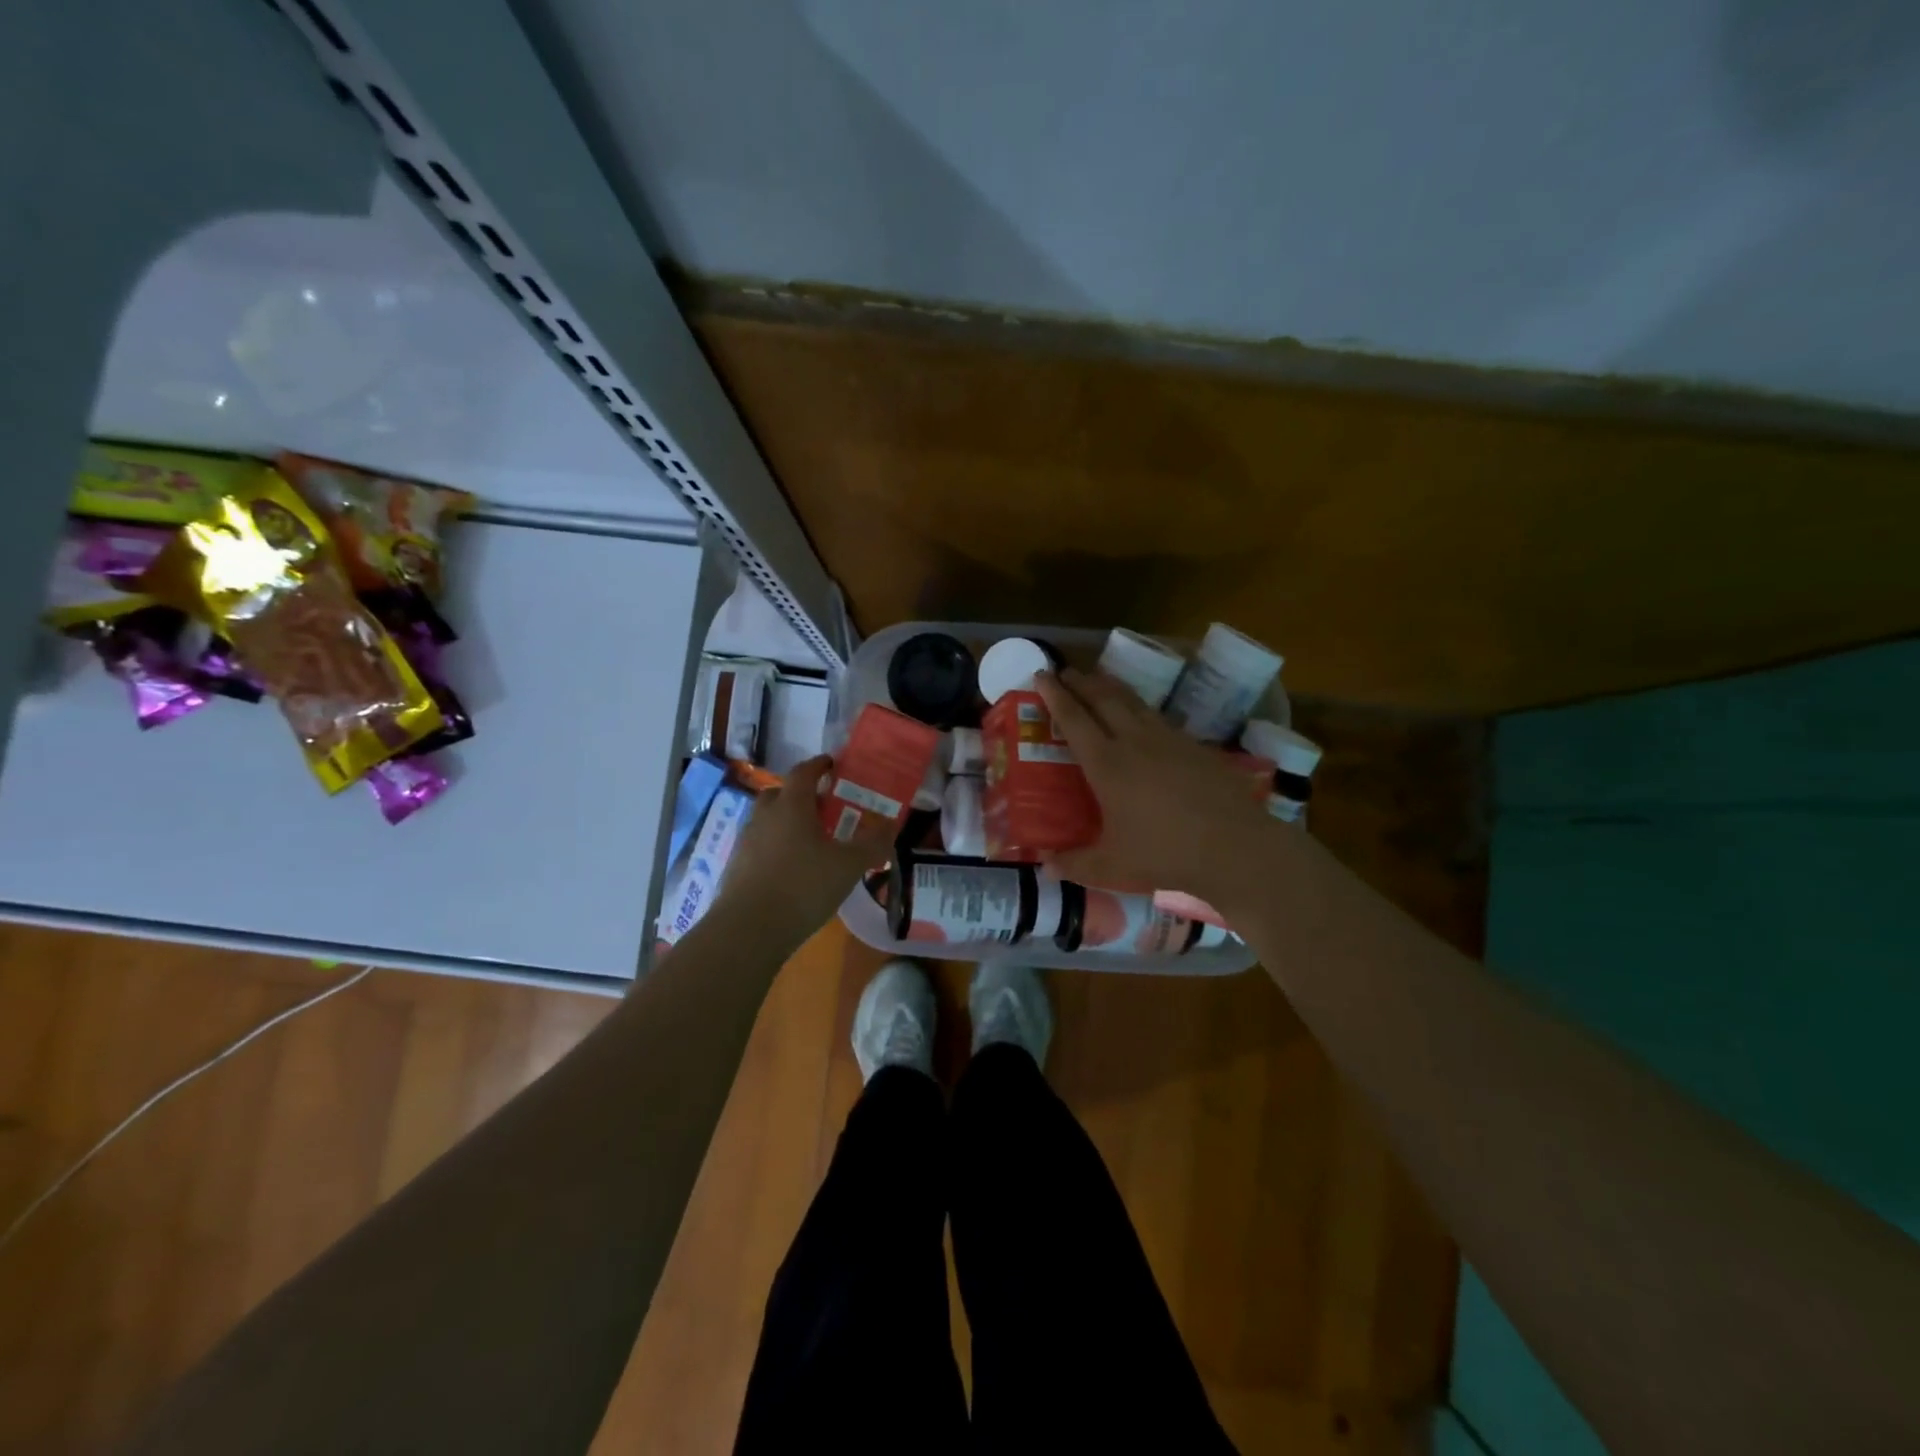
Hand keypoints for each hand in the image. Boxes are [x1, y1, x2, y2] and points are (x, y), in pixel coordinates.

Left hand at [716, 753, 893, 938]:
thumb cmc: (803, 886)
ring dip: (787, 821)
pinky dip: (776, 846)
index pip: (803, 772)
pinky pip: (760, 845)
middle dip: (801, 794)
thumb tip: (892, 825)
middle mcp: (765, 816)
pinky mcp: (737, 867)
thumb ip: (873, 844)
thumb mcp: (849, 866)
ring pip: (768, 820)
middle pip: (781, 793)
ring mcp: (747, 842)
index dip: (819, 765)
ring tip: (811, 839)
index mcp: (791, 805)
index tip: (832, 764)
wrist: (749, 929)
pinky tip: (792, 867)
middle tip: (824, 805)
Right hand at [1036, 668, 1277, 897]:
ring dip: (1110, 687)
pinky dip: (1140, 708)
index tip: (1041, 675)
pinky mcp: (1195, 746)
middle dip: (1081, 681)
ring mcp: (1169, 739)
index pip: (1074, 719)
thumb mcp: (1112, 867)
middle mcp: (1135, 741)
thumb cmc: (1165, 855)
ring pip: (1133, 701)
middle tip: (1065, 671)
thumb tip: (1047, 867)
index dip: (1055, 695)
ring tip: (1098, 680)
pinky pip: (1158, 717)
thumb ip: (1076, 865)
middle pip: (1103, 698)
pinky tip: (1141, 717)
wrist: (1235, 848)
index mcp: (1107, 764)